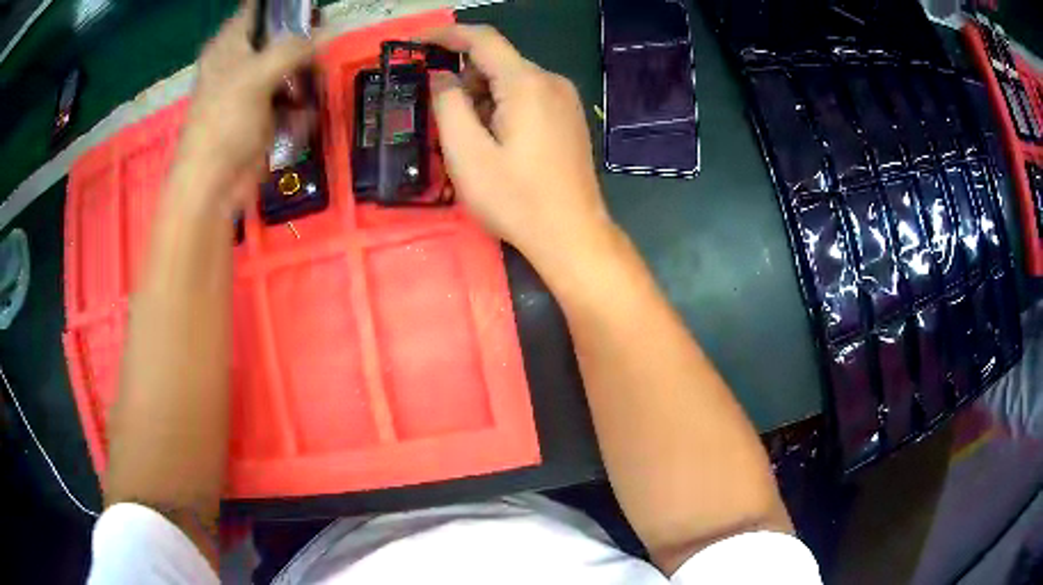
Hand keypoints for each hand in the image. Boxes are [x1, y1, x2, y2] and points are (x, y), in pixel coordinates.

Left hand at [173, 2, 313, 211]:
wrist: (212, 186)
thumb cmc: (224, 124)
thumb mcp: (257, 77)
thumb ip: (293, 49)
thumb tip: (330, 31)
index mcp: (229, 46)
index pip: (257, 11)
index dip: (284, 9)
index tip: (311, 14)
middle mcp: (239, 63)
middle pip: (279, 39)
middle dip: (301, 47)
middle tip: (315, 57)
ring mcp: (251, 90)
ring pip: (288, 69)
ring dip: (303, 80)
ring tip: (308, 93)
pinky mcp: (261, 115)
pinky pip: (288, 99)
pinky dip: (298, 107)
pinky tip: (300, 117)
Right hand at [427, 25, 611, 272]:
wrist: (572, 234)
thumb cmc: (516, 199)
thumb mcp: (467, 154)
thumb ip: (448, 105)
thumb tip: (441, 77)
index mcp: (526, 83)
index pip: (482, 39)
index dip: (444, 35)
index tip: (414, 43)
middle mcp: (551, 81)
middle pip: (496, 62)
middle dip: (463, 80)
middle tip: (445, 120)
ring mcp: (565, 99)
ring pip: (510, 81)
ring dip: (482, 98)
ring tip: (474, 142)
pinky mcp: (569, 117)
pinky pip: (527, 97)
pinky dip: (502, 108)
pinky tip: (498, 143)